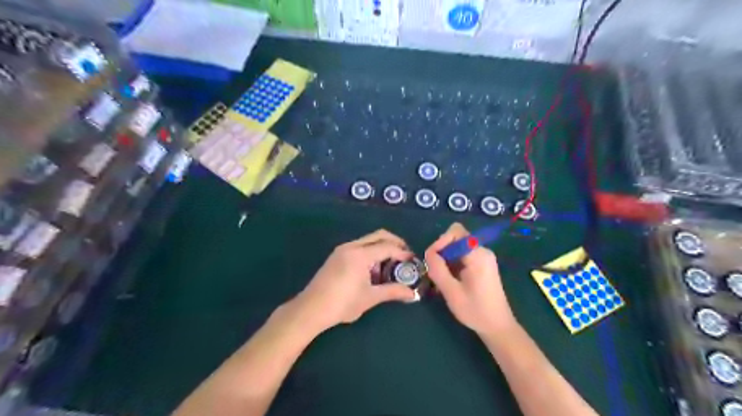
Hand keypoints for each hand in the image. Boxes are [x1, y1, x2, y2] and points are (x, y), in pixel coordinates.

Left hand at [291, 229, 415, 331]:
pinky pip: (359, 246)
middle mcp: (351, 246)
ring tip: (390, 266)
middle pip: (379, 235)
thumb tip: (413, 294)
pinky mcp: (337, 255)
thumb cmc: (342, 303)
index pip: (387, 246)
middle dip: (395, 243)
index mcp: (360, 254)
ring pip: (368, 240)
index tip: (413, 261)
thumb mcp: (370, 297)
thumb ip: (393, 291)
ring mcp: (342, 249)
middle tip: (405, 256)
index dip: (403, 252)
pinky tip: (373, 270)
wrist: (311, 309)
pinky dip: (371, 252)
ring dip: (382, 247)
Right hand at [423, 222, 517, 335]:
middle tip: (435, 271)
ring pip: (457, 246)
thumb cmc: (475, 311)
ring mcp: (483, 257)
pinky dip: (452, 263)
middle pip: (456, 237)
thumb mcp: (451, 292)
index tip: (432, 260)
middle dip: (442, 251)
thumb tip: (428, 253)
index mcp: (478, 255)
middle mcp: (482, 251)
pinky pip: (462, 255)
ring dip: (446, 258)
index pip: (455, 232)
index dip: (440, 242)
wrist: (498, 327)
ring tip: (441, 278)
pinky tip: (450, 280)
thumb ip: (438, 269)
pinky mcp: (482, 264)